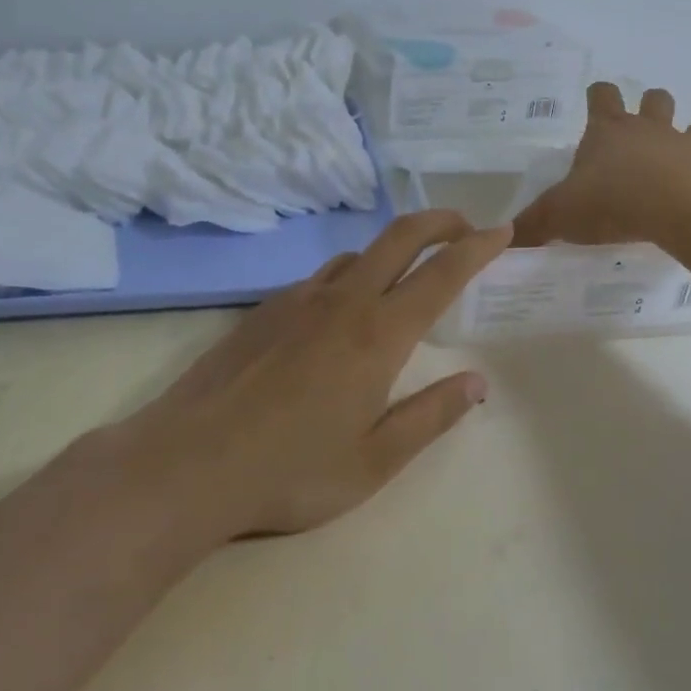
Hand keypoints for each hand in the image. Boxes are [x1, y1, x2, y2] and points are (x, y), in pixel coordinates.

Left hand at [121, 210, 511, 538]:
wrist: (188, 463)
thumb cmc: (292, 469)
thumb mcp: (375, 460)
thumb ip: (431, 416)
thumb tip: (478, 384)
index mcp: (379, 334)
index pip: (442, 274)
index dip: (478, 248)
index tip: (501, 232)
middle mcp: (344, 301)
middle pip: (400, 237)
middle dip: (440, 221)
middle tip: (465, 225)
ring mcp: (299, 299)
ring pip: (358, 254)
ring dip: (393, 248)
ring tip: (406, 272)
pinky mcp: (265, 309)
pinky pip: (321, 277)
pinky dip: (350, 275)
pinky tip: (340, 310)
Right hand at [511, 82, 690, 247]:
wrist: (679, 211)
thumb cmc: (613, 202)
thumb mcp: (560, 215)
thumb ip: (533, 225)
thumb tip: (503, 240)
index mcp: (610, 132)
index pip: (602, 96)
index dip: (599, 96)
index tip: (597, 99)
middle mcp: (652, 132)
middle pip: (656, 100)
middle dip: (653, 106)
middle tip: (647, 125)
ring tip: (690, 155)